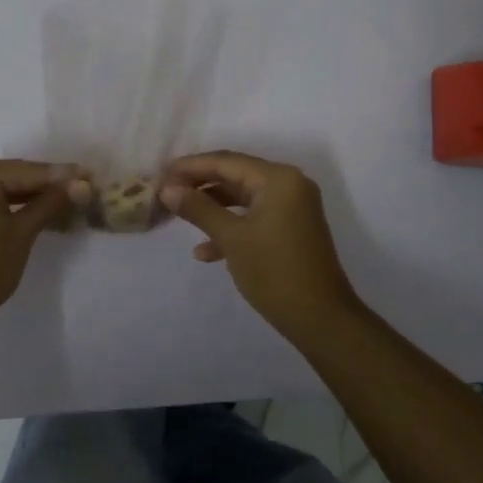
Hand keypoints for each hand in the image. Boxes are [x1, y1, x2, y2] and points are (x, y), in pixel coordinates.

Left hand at [0, 158, 87, 336]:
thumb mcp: (22, 233)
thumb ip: (51, 203)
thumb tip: (83, 184)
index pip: (32, 171)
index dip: (64, 176)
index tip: (93, 177)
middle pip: (16, 176)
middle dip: (48, 186)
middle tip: (83, 190)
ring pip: (2, 189)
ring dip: (31, 197)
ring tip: (64, 203)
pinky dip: (10, 206)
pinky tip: (34, 213)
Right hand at [160, 152, 361, 341]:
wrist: (322, 321)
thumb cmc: (275, 273)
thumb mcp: (232, 239)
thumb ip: (198, 209)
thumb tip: (167, 189)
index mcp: (277, 178)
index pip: (225, 161)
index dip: (189, 167)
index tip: (159, 175)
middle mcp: (288, 184)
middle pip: (233, 175)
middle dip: (198, 185)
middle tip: (165, 192)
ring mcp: (292, 206)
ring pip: (241, 196)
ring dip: (211, 206)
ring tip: (178, 215)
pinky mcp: (290, 227)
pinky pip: (254, 216)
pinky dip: (230, 226)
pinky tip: (205, 251)